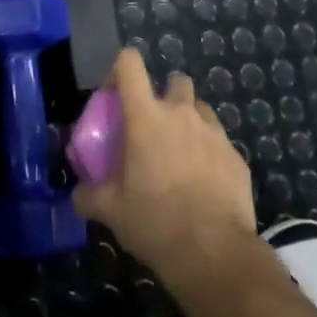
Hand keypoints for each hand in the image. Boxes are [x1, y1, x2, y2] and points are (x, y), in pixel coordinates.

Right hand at [73, 48, 258, 288]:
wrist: (214, 254)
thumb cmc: (154, 221)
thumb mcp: (110, 210)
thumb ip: (89, 195)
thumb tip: (79, 193)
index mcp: (146, 116)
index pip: (130, 63)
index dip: (120, 70)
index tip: (116, 95)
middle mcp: (182, 114)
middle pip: (175, 81)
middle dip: (164, 96)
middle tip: (153, 129)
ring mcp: (215, 133)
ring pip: (201, 110)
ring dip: (189, 123)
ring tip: (181, 155)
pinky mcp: (237, 157)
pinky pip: (220, 143)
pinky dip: (210, 154)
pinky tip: (204, 184)